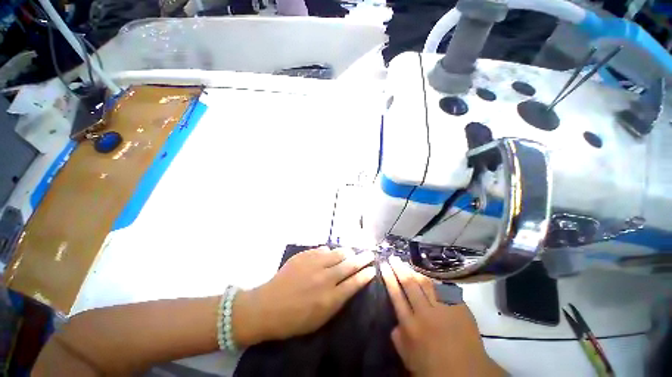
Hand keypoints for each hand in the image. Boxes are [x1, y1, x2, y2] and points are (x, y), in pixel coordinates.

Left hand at [232, 247, 375, 345]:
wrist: (267, 306)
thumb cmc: (295, 319)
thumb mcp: (320, 319)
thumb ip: (337, 300)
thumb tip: (347, 284)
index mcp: (331, 298)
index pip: (355, 282)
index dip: (366, 274)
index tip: (373, 269)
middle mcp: (325, 278)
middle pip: (350, 264)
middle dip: (363, 259)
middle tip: (370, 254)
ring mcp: (314, 264)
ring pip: (338, 253)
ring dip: (347, 252)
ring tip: (352, 252)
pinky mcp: (305, 255)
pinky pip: (323, 249)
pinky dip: (329, 251)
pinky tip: (330, 253)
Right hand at [382, 257, 504, 376]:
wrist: (467, 373)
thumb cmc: (433, 367)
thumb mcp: (407, 355)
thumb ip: (397, 335)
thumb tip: (394, 319)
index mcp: (410, 325)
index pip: (396, 294)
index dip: (389, 278)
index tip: (384, 265)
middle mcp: (425, 313)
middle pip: (409, 284)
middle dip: (399, 268)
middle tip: (393, 257)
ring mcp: (443, 309)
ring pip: (426, 283)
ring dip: (414, 271)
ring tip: (406, 263)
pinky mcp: (459, 307)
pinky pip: (443, 289)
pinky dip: (434, 282)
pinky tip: (427, 276)